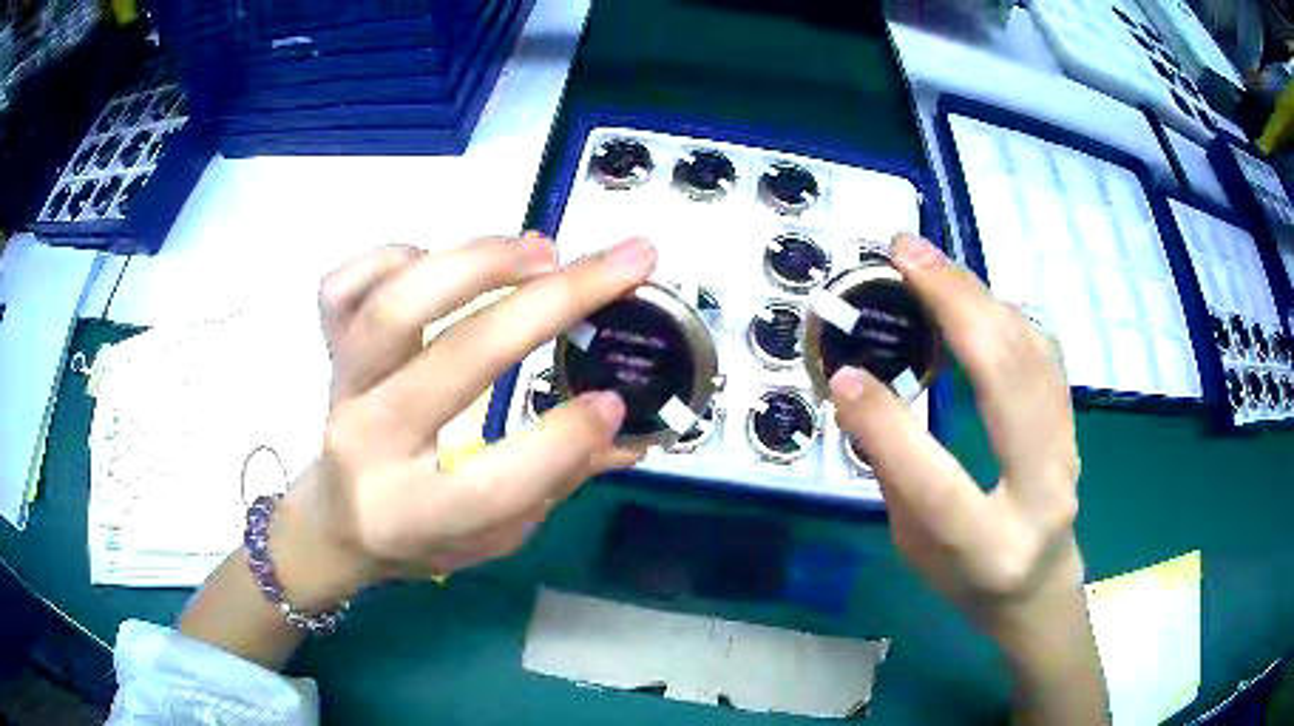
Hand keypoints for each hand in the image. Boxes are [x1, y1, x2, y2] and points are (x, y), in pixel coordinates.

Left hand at [270, 236, 655, 610]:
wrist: (337, 520)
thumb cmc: (420, 536)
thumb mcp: (494, 537)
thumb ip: (555, 480)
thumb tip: (624, 425)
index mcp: (415, 514)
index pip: (495, 484)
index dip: (565, 438)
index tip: (614, 400)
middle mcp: (371, 444)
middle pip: (457, 361)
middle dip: (553, 303)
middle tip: (623, 264)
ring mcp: (341, 388)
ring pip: (395, 306)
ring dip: (478, 262)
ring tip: (543, 251)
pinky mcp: (327, 351)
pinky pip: (344, 286)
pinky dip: (396, 258)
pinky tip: (442, 263)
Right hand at [829, 233, 1082, 634]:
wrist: (1038, 587)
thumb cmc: (967, 578)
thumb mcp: (915, 547)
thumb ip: (895, 473)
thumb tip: (860, 391)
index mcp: (988, 548)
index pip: (935, 483)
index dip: (887, 425)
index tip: (844, 375)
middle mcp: (1040, 494)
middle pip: (1007, 383)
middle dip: (953, 305)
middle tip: (903, 254)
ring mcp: (1067, 452)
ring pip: (1032, 353)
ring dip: (979, 296)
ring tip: (929, 262)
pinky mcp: (1071, 423)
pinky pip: (1043, 352)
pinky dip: (1004, 312)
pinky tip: (973, 295)